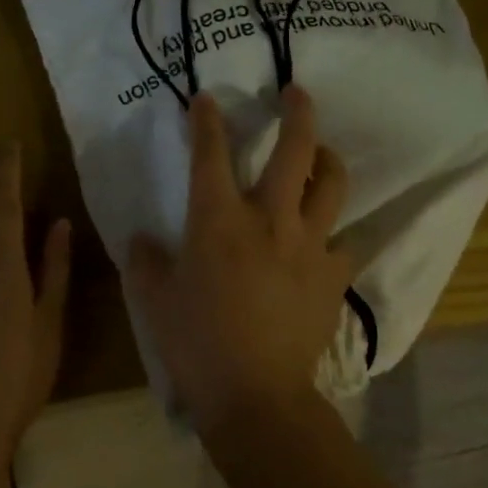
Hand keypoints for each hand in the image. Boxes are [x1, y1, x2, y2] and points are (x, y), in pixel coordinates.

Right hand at [126, 85, 351, 435]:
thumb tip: (141, 238)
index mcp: (219, 220)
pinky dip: (336, 234)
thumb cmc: (197, 344)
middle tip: (296, 92)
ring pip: (332, 184)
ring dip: (328, 160)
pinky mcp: (333, 275)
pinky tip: (328, 240)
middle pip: (295, 150)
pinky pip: (345, 242)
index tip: (206, 97)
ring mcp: (309, 244)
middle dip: (297, 112)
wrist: (256, 395)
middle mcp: (270, 219)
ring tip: (323, 155)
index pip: (211, 154)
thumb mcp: (154, 301)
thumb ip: (145, 261)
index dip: (207, 120)